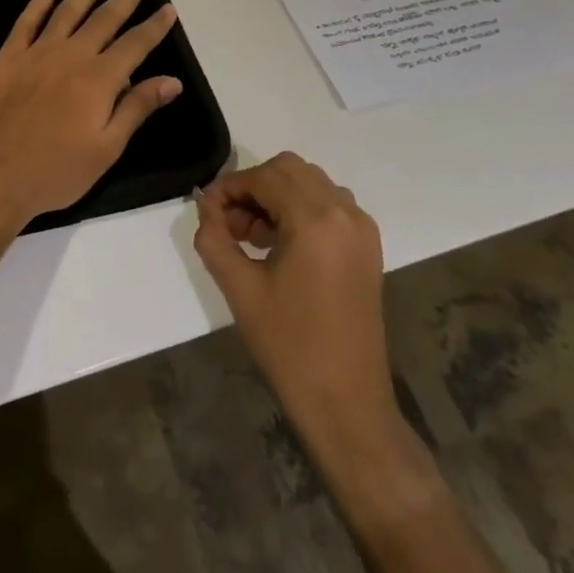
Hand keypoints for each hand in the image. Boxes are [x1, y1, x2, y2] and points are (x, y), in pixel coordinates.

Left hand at [0, 0, 182, 230]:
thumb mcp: (106, 148)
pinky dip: (37, 4)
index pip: (135, 44)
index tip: (168, 7)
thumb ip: (137, 108)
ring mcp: (36, 53)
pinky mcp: (8, 58)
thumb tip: (172, 80)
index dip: (154, 26)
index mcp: (99, 79)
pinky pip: (25, 23)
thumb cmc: (56, 171)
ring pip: (67, 12)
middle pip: (104, 19)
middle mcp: (71, 56)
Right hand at [193, 153, 405, 461]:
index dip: (229, 186)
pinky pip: (330, 204)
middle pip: (290, 169)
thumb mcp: (238, 287)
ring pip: (311, 182)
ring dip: (278, 195)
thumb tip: (205, 204)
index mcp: (316, 221)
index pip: (264, 176)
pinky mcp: (368, 247)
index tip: (207, 210)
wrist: (346, 402)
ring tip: (254, 236)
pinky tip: (281, 244)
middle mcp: (345, 213)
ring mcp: (362, 229)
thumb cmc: (288, 345)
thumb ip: (214, 236)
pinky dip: (301, 208)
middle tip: (231, 222)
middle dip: (254, 186)